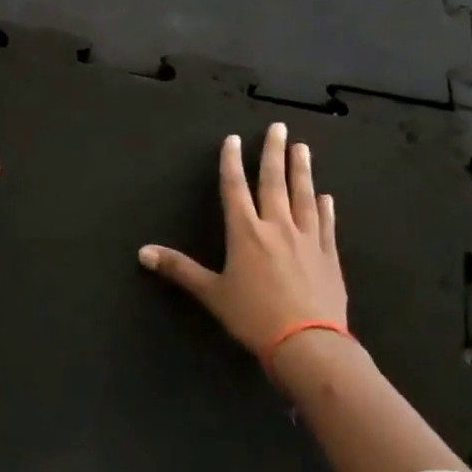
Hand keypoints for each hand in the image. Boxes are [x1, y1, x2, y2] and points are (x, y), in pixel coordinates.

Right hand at [138, 123, 347, 356]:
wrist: (308, 344)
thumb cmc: (254, 317)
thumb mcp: (211, 293)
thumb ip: (179, 269)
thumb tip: (142, 252)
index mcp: (245, 233)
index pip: (235, 188)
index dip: (231, 162)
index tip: (233, 139)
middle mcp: (277, 227)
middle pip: (274, 182)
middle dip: (273, 153)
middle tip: (278, 128)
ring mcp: (307, 239)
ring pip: (303, 196)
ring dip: (301, 170)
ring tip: (302, 148)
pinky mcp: (329, 256)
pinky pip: (327, 225)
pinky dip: (325, 208)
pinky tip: (326, 196)